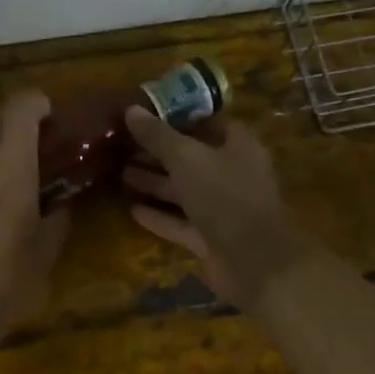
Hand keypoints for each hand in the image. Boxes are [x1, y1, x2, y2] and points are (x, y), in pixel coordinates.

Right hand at [122, 110, 315, 311]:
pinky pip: (181, 223)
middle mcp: (233, 174)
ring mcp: (223, 209)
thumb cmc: (225, 196)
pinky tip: (132, 209)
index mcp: (239, 146)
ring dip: (155, 183)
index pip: (209, 122)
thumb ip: (158, 136)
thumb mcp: (186, 158)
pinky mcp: (211, 238)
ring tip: (120, 174)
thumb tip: (131, 110)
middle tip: (123, 146)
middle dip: (159, 153)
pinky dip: (159, 216)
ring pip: (184, 191)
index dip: (179, 117)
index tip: (146, 114)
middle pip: (192, 158)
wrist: (254, 262)